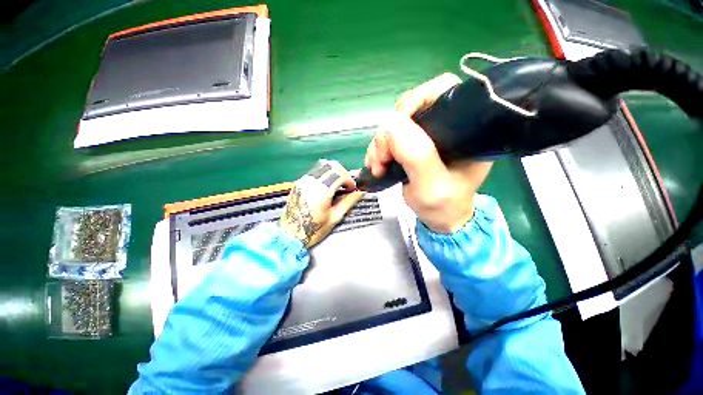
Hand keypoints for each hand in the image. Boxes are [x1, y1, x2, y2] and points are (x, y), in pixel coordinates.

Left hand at [279, 159, 364, 246]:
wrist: (290, 234)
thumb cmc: (314, 229)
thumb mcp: (335, 217)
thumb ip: (348, 202)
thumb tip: (361, 192)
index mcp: (321, 192)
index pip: (339, 174)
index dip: (350, 180)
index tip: (352, 189)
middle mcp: (311, 182)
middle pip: (332, 165)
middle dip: (343, 173)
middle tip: (346, 185)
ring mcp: (303, 180)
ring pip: (323, 165)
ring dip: (334, 172)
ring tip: (337, 184)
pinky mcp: (299, 182)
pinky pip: (315, 171)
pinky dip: (325, 174)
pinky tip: (327, 185)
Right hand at [364, 73, 492, 232]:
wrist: (439, 219)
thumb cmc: (443, 205)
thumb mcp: (433, 185)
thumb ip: (417, 155)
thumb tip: (392, 123)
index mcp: (464, 129)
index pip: (443, 92)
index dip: (416, 100)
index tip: (396, 126)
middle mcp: (444, 127)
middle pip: (410, 108)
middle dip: (390, 132)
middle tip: (382, 158)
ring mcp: (425, 137)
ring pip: (394, 125)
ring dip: (380, 144)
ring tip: (378, 167)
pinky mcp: (411, 146)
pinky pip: (389, 138)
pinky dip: (378, 149)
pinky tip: (376, 165)